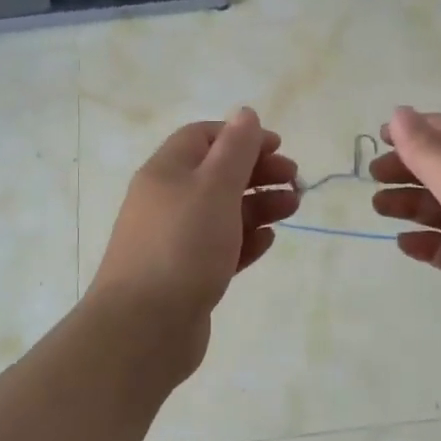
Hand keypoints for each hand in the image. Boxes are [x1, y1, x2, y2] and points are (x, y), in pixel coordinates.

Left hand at [90, 108, 299, 331]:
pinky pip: (221, 247)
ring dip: (259, 204)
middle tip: (295, 181)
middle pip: (217, 174)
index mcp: (166, 171)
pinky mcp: (187, 275)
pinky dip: (245, 239)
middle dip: (258, 172)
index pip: (203, 137)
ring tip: (294, 208)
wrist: (144, 327)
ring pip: (223, 211)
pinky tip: (268, 240)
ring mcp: (175, 240)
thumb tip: (246, 113)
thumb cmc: (182, 246)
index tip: (278, 147)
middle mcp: (167, 201)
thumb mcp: (214, 187)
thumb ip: (235, 149)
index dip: (241, 136)